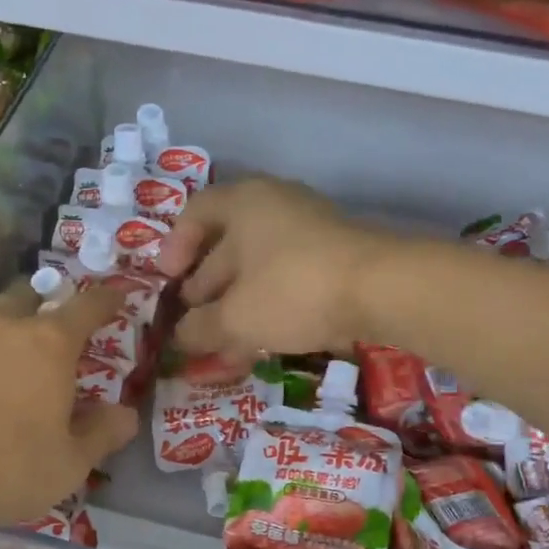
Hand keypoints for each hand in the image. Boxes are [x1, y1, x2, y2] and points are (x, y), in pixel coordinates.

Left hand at [0, 284, 138, 548]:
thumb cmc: (1, 470)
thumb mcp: (68, 465)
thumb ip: (102, 434)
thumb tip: (126, 414)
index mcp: (48, 344)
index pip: (87, 306)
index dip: (106, 300)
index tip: (116, 299)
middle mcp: (0, 326)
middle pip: (28, 295)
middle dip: (46, 304)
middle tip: (52, 332)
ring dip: (1, 328)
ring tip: (2, 360)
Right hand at [158, 177, 391, 372]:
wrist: (382, 290)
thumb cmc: (292, 289)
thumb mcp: (235, 316)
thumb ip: (200, 328)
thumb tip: (181, 338)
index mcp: (244, 203)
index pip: (196, 212)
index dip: (175, 245)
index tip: (166, 280)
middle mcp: (276, 206)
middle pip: (227, 244)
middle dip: (205, 288)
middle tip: (192, 323)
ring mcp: (309, 231)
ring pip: (259, 269)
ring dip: (236, 306)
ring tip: (221, 346)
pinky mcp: (334, 259)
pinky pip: (287, 280)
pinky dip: (268, 309)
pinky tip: (258, 345)